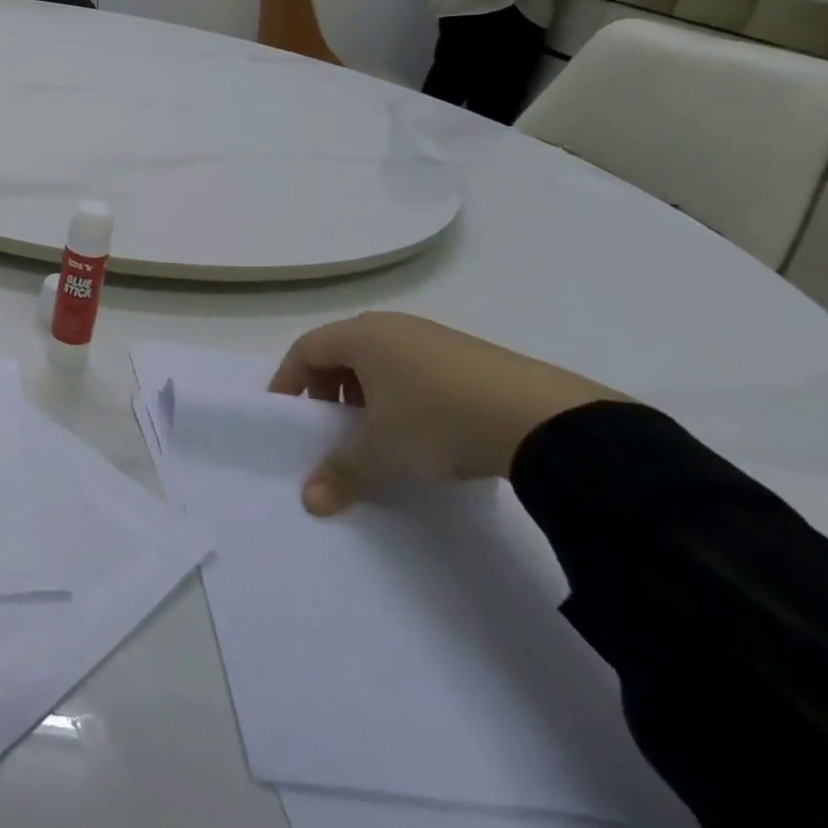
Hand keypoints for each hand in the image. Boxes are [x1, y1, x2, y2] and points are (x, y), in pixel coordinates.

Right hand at [267, 313, 624, 516]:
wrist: (542, 419)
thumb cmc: (437, 419)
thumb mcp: (383, 451)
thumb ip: (341, 472)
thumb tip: (310, 501)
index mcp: (361, 336)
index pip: (306, 349)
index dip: (288, 380)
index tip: (285, 412)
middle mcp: (392, 326)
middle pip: (342, 350)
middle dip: (328, 387)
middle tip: (331, 424)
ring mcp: (434, 336)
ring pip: (381, 358)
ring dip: (367, 392)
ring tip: (378, 431)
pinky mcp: (470, 354)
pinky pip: (416, 366)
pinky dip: (404, 392)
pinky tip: (424, 428)